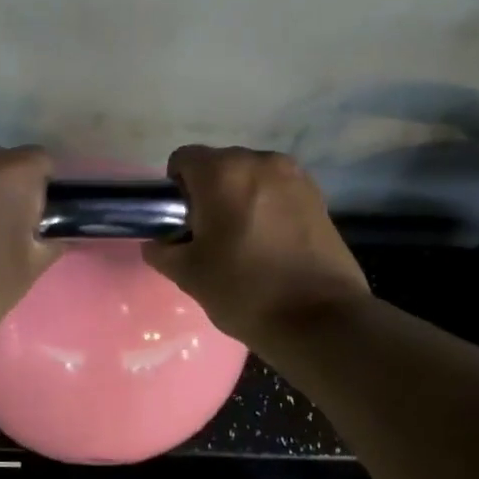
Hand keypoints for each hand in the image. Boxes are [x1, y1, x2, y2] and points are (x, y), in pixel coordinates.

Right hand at [142, 146, 369, 346]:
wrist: (319, 319)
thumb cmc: (244, 291)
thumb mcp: (189, 275)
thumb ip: (162, 251)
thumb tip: (158, 242)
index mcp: (222, 173)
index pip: (183, 159)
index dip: (175, 189)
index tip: (182, 222)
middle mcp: (260, 161)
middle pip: (220, 165)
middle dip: (209, 192)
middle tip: (210, 235)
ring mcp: (295, 176)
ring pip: (251, 177)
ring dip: (240, 198)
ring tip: (244, 240)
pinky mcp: (319, 196)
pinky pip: (278, 191)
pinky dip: (268, 206)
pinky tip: (272, 243)